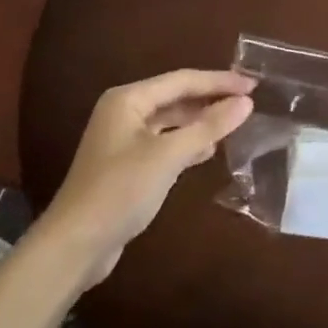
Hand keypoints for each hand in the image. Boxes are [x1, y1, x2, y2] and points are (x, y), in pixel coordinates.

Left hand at [39, 69, 255, 286]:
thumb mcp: (168, 156)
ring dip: (200, 121)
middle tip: (248, 100)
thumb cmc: (120, 191)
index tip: (253, 84)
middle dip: (211, 98)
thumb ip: (208, 127)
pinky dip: (187, 142)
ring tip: (234, 122)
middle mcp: (124, 111)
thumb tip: (246, 102)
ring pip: (171, 120)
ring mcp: (123, 139)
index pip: (183, 80)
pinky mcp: (126, 165)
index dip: (219, 81)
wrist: (74, 247)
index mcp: (129, 99)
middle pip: (176, 96)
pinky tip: (208, 150)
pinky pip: (164, 142)